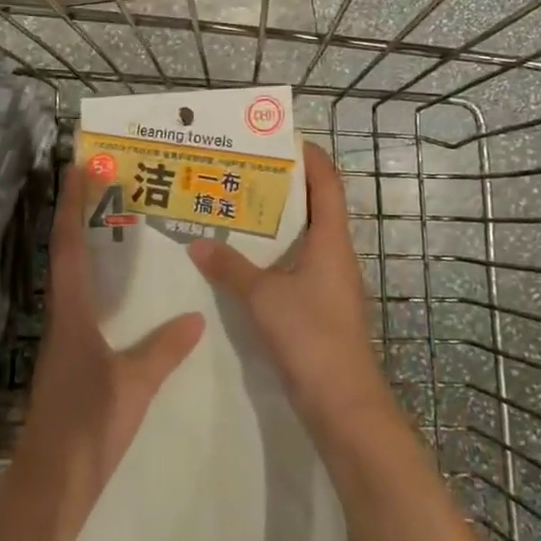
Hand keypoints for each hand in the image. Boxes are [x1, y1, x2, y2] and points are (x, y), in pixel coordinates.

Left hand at [15, 163, 205, 540]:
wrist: (53, 482)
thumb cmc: (89, 426)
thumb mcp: (134, 385)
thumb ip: (164, 350)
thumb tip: (195, 318)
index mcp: (71, 314)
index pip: (70, 247)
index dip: (72, 206)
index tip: (77, 167)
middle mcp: (62, 318)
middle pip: (66, 254)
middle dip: (79, 215)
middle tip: (101, 182)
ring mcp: (64, 339)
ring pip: (72, 278)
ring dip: (87, 245)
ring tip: (114, 222)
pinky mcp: (71, 359)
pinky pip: (83, 304)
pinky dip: (97, 281)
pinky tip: (121, 291)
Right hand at [188, 141, 390, 435]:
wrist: (342, 401)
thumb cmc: (310, 335)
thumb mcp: (263, 297)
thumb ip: (230, 267)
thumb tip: (198, 242)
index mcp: (331, 240)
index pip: (327, 182)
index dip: (309, 156)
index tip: (280, 139)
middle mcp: (335, 253)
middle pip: (314, 206)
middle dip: (282, 186)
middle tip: (242, 171)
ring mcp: (330, 281)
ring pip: (303, 237)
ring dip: (276, 221)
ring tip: (237, 207)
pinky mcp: (320, 305)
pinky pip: (296, 265)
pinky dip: (273, 254)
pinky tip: (242, 259)